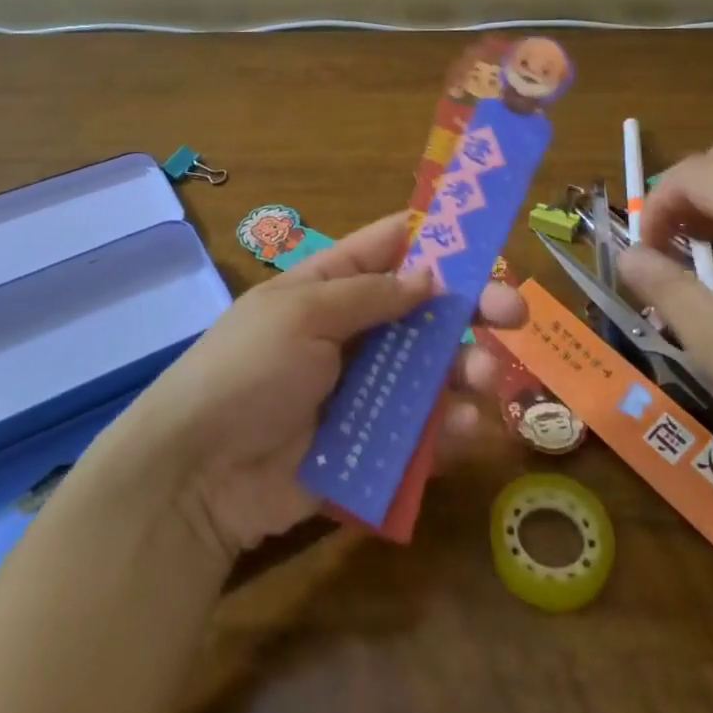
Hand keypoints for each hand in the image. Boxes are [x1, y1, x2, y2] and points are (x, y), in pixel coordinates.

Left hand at [113, 213, 524, 566]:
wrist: (198, 475)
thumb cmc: (247, 371)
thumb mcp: (300, 314)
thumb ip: (369, 294)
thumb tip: (430, 273)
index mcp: (331, 286)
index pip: (390, 248)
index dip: (436, 238)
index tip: (487, 236)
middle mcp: (355, 332)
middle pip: (425, 311)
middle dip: (471, 307)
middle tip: (514, 312)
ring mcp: (365, 389)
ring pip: (432, 371)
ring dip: (466, 369)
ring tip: (485, 378)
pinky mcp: (372, 444)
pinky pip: (421, 431)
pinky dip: (447, 429)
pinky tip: (465, 428)